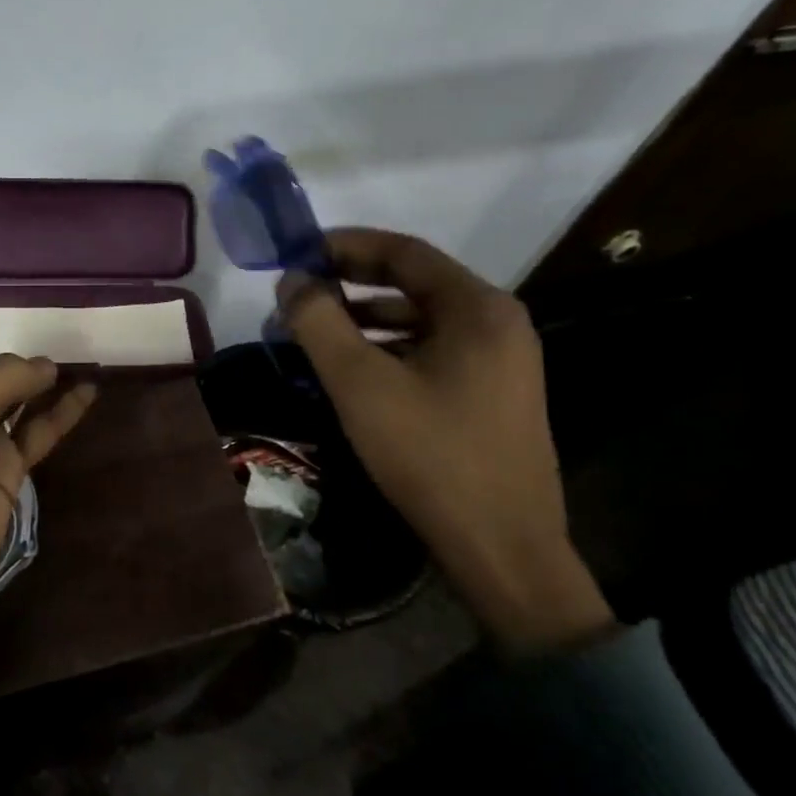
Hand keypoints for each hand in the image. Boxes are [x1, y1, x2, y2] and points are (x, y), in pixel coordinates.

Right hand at [278, 230, 612, 653]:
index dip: (346, 245)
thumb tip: (292, 281)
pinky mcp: (492, 395)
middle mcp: (498, 324)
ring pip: (421, 321)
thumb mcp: (361, 384)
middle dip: (352, 282)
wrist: (503, 550)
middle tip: (300, 290)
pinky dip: (389, 349)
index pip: (404, 252)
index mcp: (478, 308)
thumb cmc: (431, 455)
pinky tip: (353, 370)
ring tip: (315, 330)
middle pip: (414, 283)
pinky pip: (432, 351)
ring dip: (366, 318)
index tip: (299, 251)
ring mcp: (501, 361)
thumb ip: (319, 323)